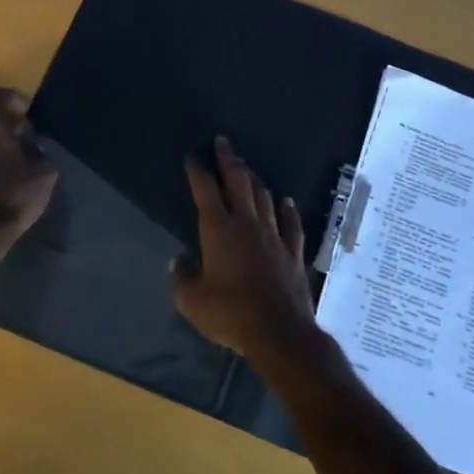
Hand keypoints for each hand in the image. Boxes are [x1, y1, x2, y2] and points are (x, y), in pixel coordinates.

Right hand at [175, 137, 322, 365]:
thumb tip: (179, 260)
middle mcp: (247, 223)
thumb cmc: (229, 314)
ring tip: (248, 169)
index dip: (198, 171)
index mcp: (219, 230)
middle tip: (224, 142)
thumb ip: (182, 277)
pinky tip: (286, 200)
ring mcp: (274, 235)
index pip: (205, 190)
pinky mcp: (293, 250)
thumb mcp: (191, 301)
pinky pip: (291, 223)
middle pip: (238, 182)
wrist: (278, 331)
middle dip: (229, 159)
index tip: (193, 157)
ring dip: (255, 180)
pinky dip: (288, 209)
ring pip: (264, 197)